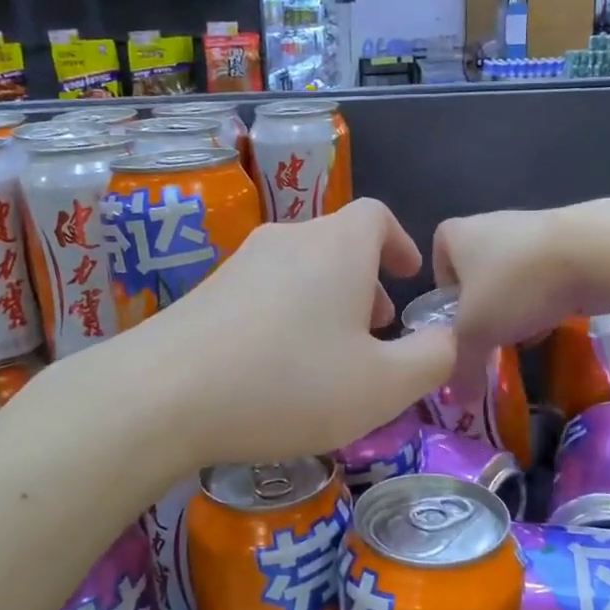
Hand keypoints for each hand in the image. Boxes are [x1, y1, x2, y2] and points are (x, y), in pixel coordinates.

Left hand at [144, 199, 455, 466]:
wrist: (162, 394)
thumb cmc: (289, 383)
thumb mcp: (382, 386)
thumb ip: (432, 358)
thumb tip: (447, 337)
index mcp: (337, 247)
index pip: (377, 216)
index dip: (399, 243)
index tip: (407, 277)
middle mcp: (287, 240)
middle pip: (337, 244)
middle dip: (364, 282)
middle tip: (374, 331)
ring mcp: (239, 263)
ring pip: (299, 270)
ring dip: (324, 303)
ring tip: (329, 356)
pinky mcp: (204, 292)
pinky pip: (263, 293)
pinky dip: (285, 317)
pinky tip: (276, 369)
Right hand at [433, 203, 609, 397]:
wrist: (595, 253)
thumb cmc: (517, 283)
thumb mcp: (477, 333)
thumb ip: (462, 365)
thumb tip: (459, 400)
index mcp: (456, 234)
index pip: (438, 261)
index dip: (446, 293)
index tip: (459, 319)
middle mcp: (489, 224)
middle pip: (479, 274)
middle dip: (486, 307)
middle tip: (492, 335)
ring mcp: (532, 229)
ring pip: (515, 277)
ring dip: (518, 306)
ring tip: (527, 333)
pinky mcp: (568, 241)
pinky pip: (547, 276)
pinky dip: (549, 298)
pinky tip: (557, 319)